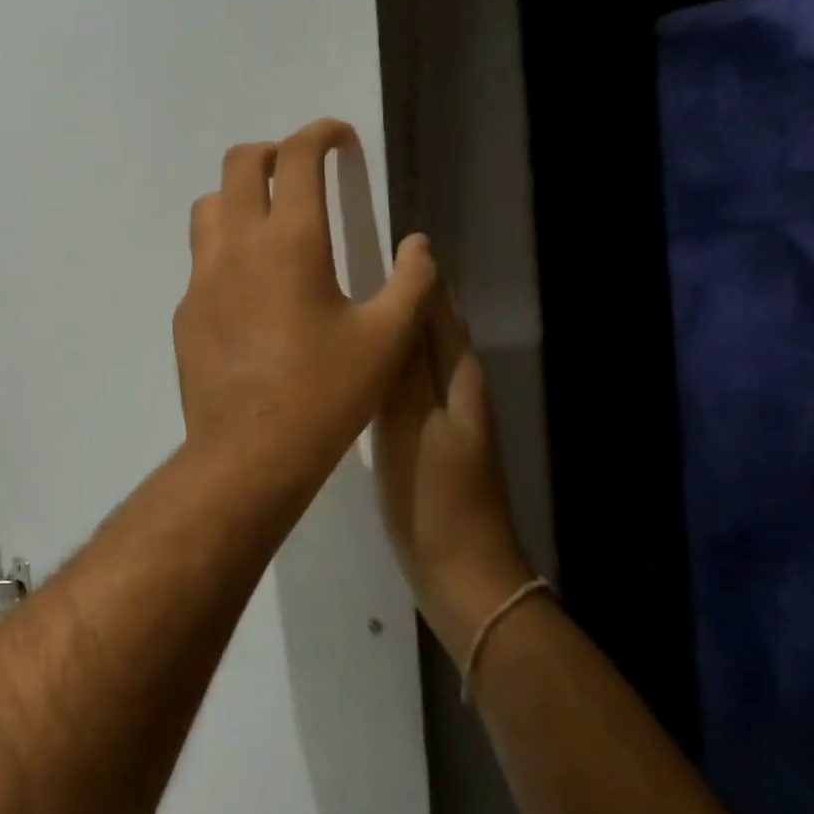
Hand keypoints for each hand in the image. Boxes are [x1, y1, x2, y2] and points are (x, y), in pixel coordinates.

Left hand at [173, 120, 436, 505]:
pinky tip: (250, 292)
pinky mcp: (184, 310)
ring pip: (208, 207)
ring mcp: (201, 278)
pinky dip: (225, 251)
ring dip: (236, 197)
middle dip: (271, 153)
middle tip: (298, 172)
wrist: (249, 451)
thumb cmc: (325, 394)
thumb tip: (419, 246)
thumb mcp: (386, 340)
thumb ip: (412, 283)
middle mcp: (236, 246)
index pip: (296, 157)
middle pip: (238, 164)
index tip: (337, 137)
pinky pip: (200, 261)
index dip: (319, 133)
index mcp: (289, 242)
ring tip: (268, 223)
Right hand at [374, 245, 534, 659]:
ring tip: (350, 307)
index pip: (438, 308)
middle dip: (405, 294)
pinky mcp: (427, 441)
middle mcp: (456, 387)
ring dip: (392, 327)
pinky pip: (404, 385)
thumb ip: (404, 362)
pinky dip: (384, 365)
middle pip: (431, 327)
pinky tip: (357, 369)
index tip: (392, 240)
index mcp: (456, 376)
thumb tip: (406, 295)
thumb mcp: (413, 423)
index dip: (420, 274)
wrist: (462, 573)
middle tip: (357, 268)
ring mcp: (444, 417)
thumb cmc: (435, 495)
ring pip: (417, 355)